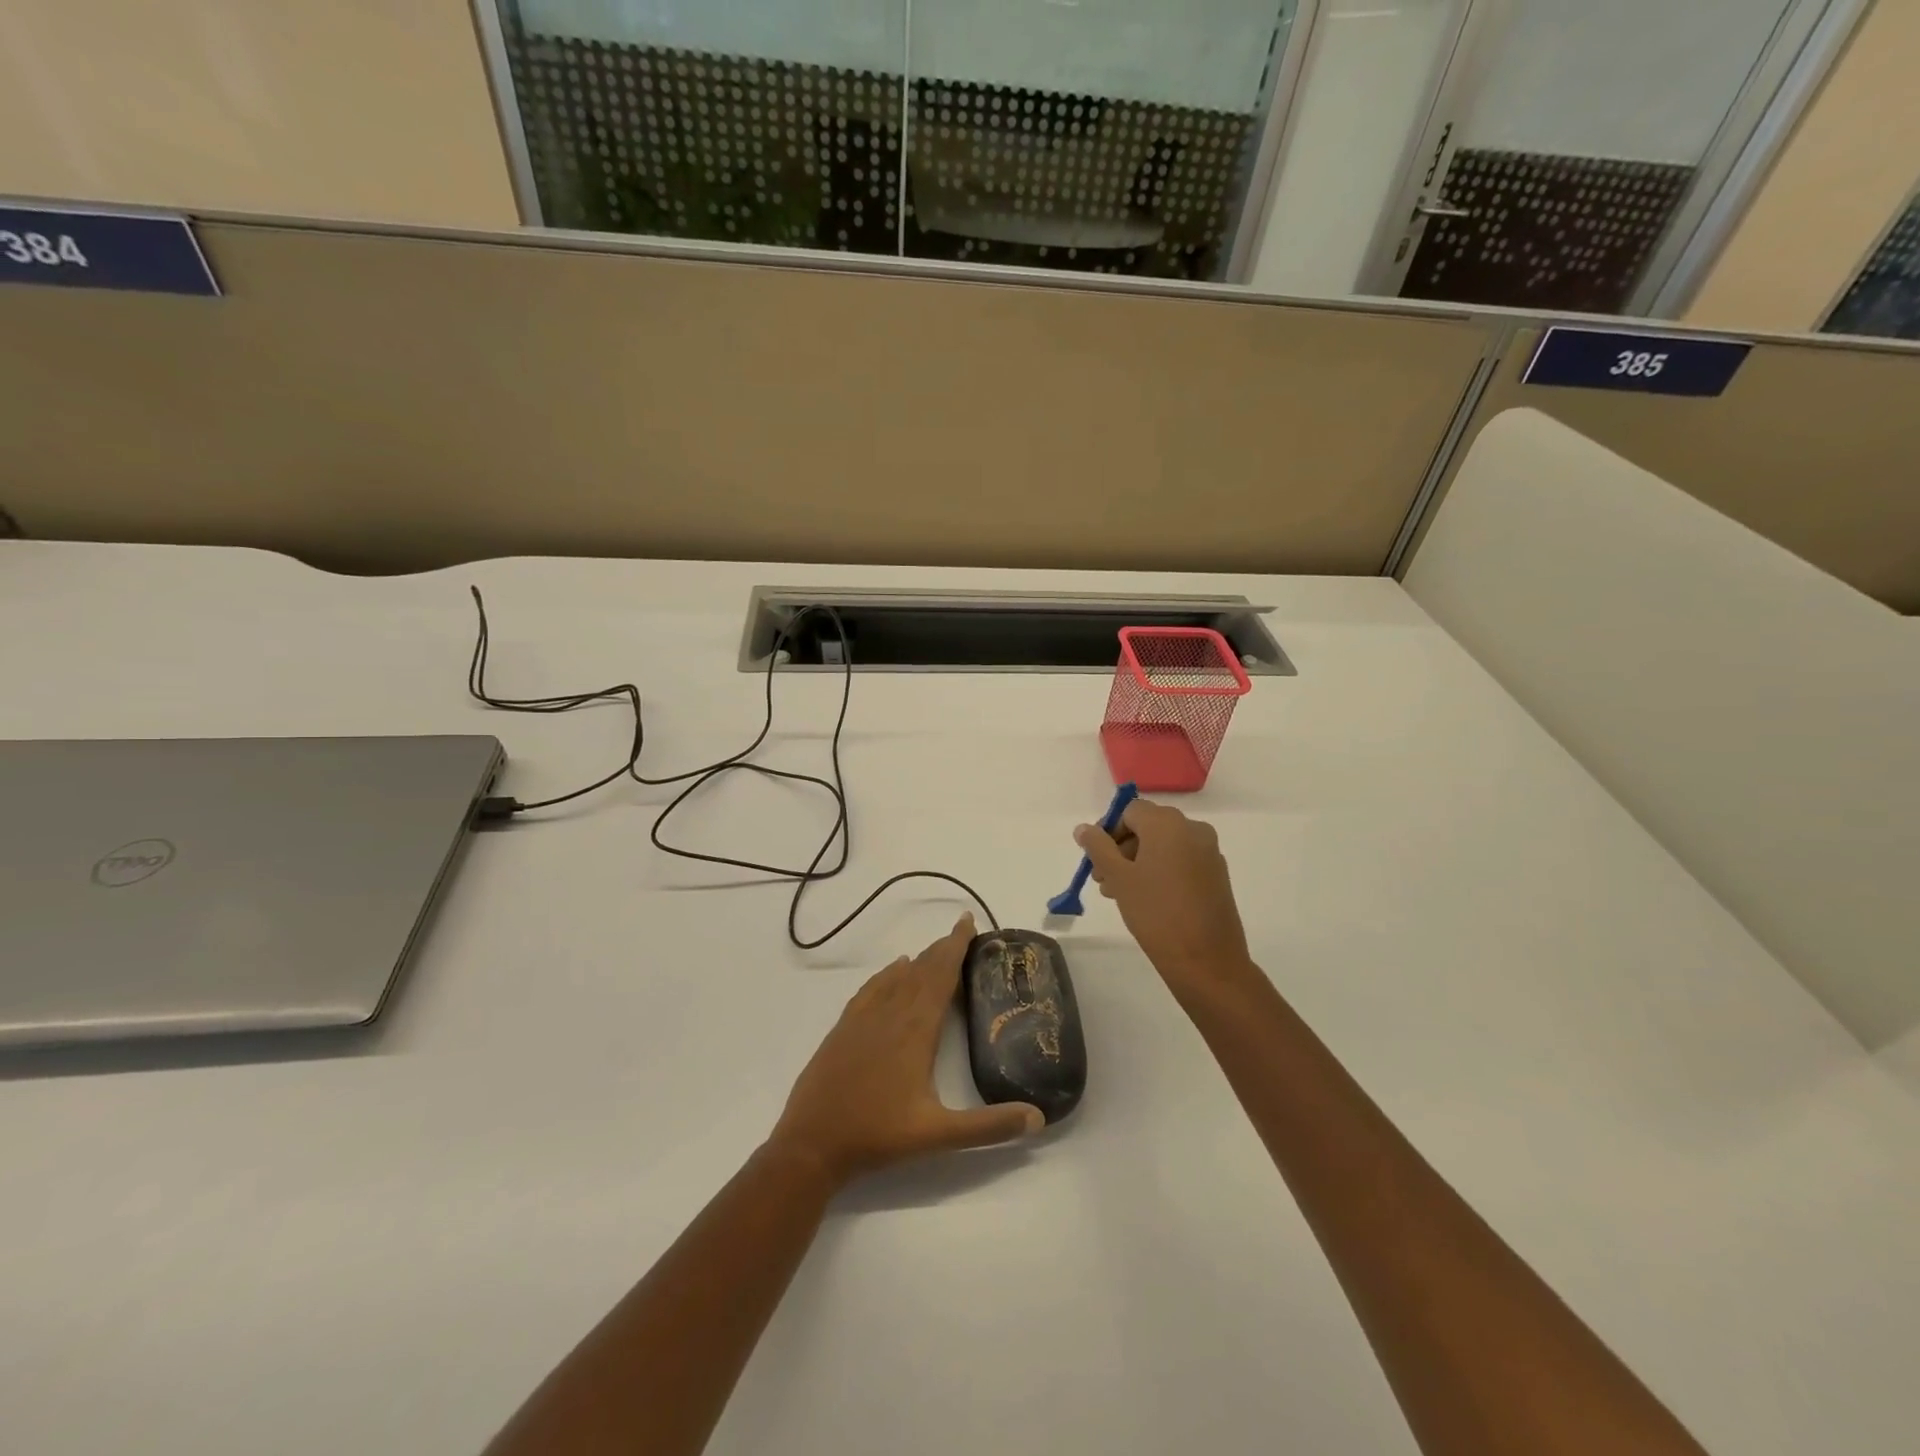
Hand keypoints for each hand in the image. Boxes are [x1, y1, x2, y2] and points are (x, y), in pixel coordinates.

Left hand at [768, 915, 1043, 1187]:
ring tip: (937, 949)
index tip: (968, 921)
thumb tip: (1038, 1118)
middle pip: (921, 970)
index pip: (941, 976)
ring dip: (919, 960)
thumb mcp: (939, 1135)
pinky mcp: (844, 1028)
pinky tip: (895, 969)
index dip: (956, 947)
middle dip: (943, 948)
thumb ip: (989, 1126)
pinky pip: (871, 989)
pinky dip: (887, 974)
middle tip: (961, 930)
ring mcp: (864, 1019)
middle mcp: (891, 1014)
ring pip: (897, 977)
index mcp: (916, 1030)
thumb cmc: (878, 1136)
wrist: (811, 1144)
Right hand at [1074, 800, 1256, 997]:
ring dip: (1138, 861)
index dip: (1108, 831)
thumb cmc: (1156, 913)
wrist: (1207, 960)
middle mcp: (1193, 829)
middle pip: (1148, 826)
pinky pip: (1181, 860)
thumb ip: (1098, 847)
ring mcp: (1209, 852)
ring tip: (1120, 893)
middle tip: (1103, 879)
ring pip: (1164, 845)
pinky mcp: (1217, 874)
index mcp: (1168, 824)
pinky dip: (1161, 870)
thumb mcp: (1119, 878)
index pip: (1130, 811)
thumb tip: (1084, 828)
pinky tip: (1147, 899)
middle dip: (1121, 848)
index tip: (1096, 859)